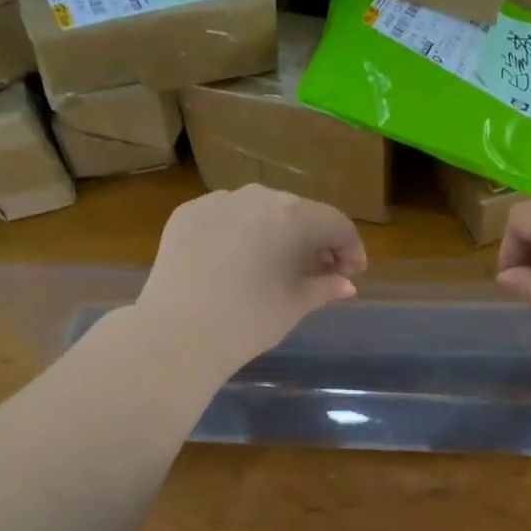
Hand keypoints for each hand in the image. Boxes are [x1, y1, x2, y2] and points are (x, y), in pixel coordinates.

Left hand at [137, 185, 367, 373]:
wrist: (177, 333)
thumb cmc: (248, 321)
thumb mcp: (295, 305)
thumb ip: (325, 287)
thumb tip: (345, 283)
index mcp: (292, 215)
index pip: (335, 223)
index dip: (351, 248)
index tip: (353, 273)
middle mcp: (257, 196)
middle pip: (298, 213)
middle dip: (314, 240)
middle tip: (320, 271)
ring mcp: (217, 201)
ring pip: (260, 211)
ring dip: (277, 233)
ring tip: (278, 264)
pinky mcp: (187, 213)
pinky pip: (227, 217)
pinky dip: (241, 233)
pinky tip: (238, 261)